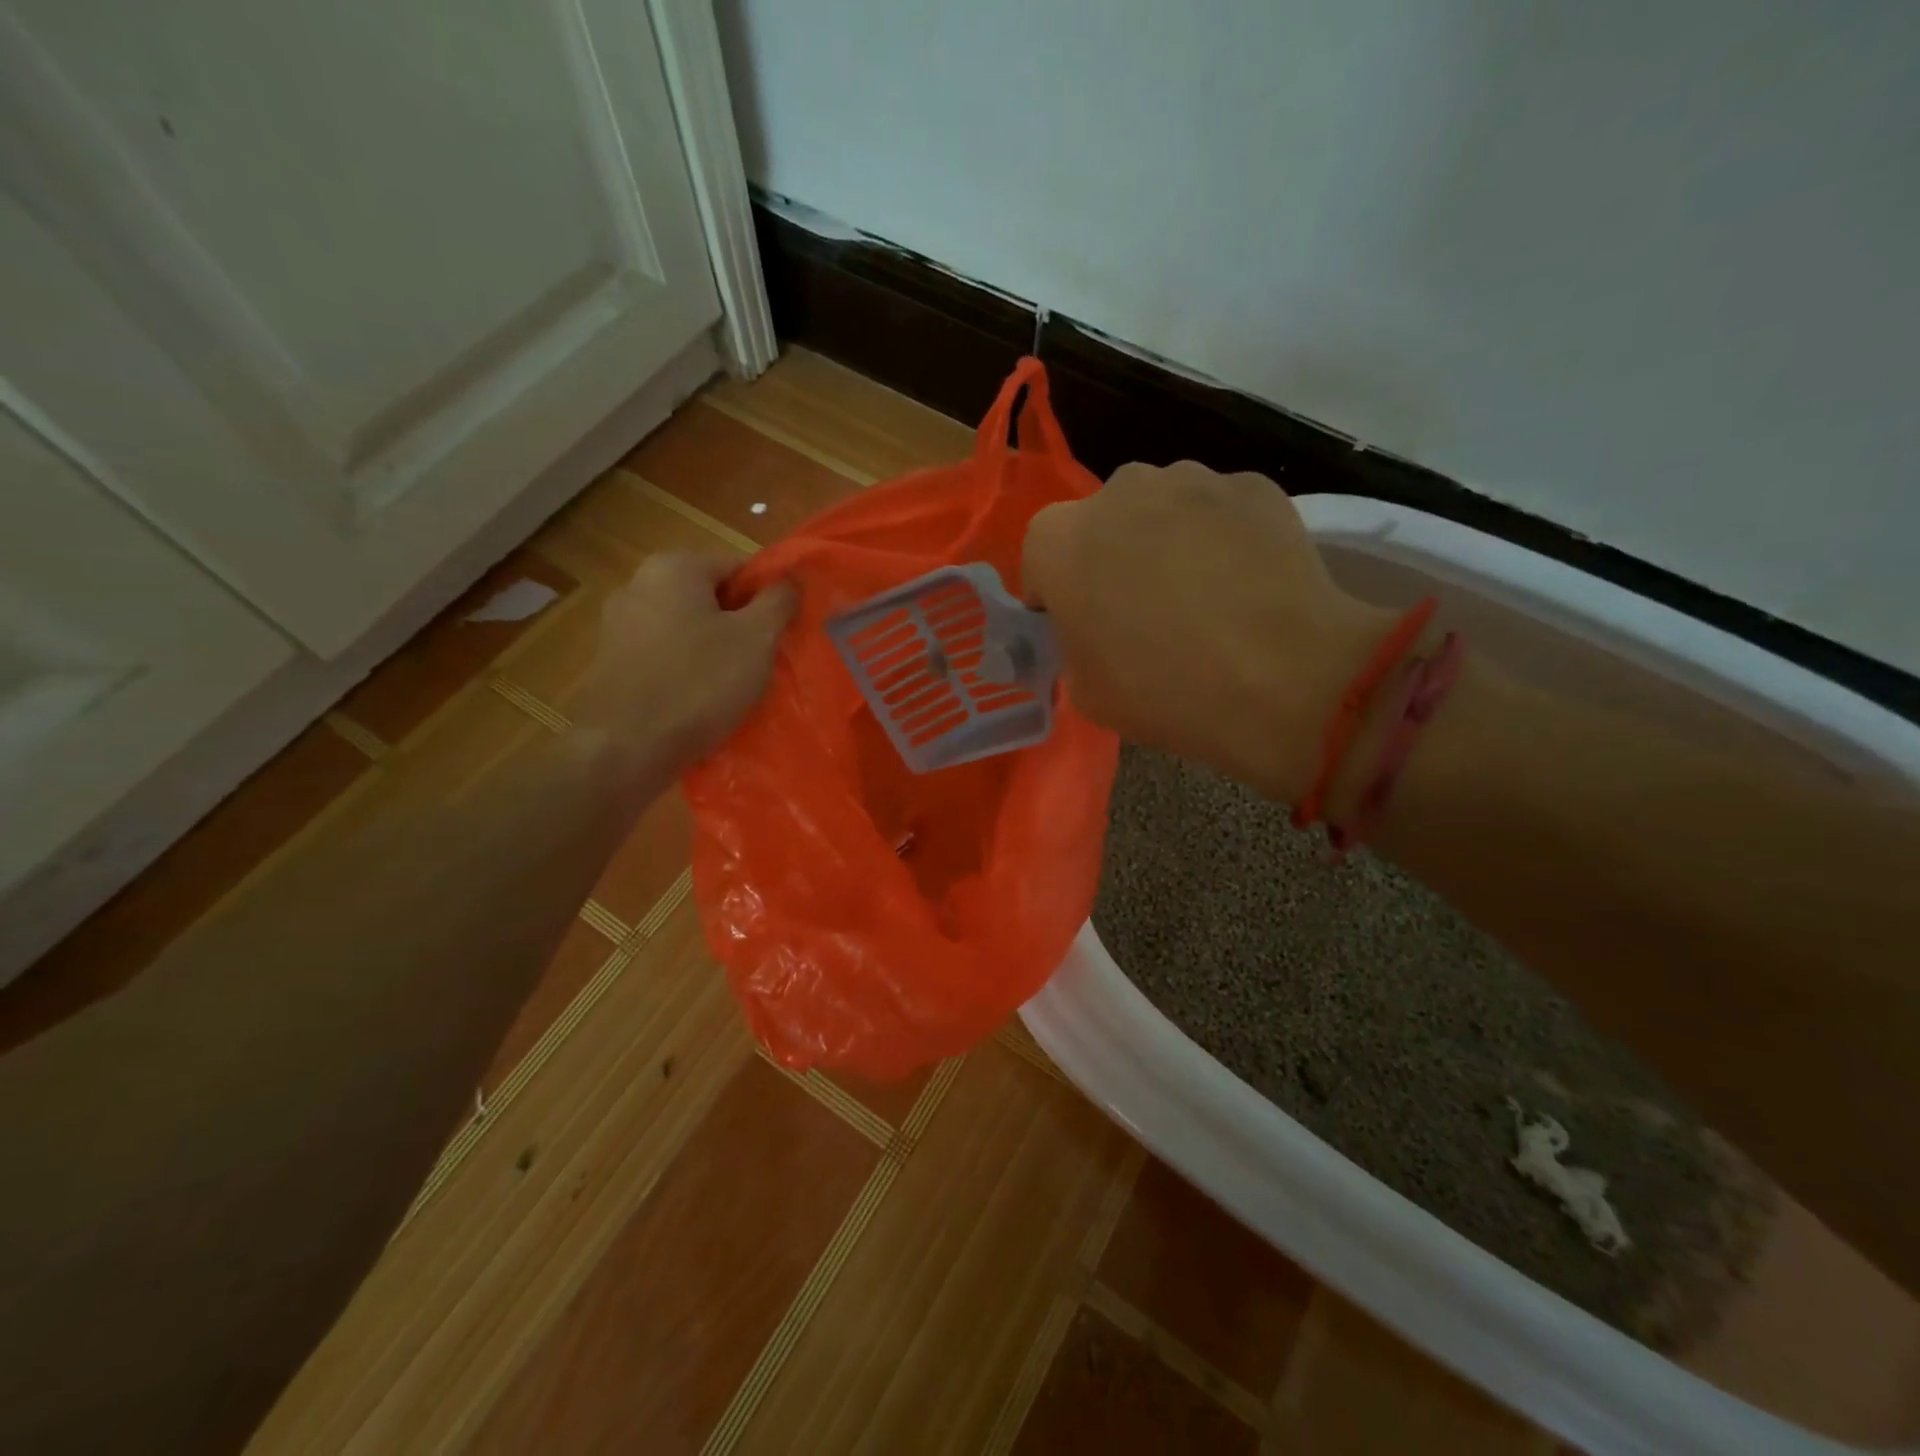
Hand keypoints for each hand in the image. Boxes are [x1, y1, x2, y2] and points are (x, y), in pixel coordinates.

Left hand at [575, 553, 795, 790]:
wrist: (626, 749)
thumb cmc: (699, 684)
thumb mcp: (757, 639)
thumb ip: (779, 601)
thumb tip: (790, 580)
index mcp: (673, 567)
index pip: (738, 568)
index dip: (768, 598)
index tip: (782, 633)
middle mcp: (638, 585)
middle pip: (710, 598)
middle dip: (740, 626)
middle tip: (764, 662)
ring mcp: (618, 626)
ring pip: (687, 629)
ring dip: (715, 651)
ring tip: (735, 687)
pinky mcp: (610, 663)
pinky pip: (664, 657)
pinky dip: (686, 672)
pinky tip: (701, 702)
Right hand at [1023, 461, 1389, 800]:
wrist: (1283, 679)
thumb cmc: (1165, 691)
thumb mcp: (1087, 691)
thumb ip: (1073, 644)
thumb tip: (1092, 630)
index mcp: (1060, 541)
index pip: (1041, 555)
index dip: (1056, 592)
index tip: (1081, 626)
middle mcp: (1117, 491)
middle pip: (1102, 523)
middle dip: (1111, 557)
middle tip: (1142, 610)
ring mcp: (1190, 479)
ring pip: (1161, 509)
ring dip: (1166, 541)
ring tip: (1202, 595)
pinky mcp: (1252, 486)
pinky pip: (1218, 511)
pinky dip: (1222, 538)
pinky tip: (1244, 584)